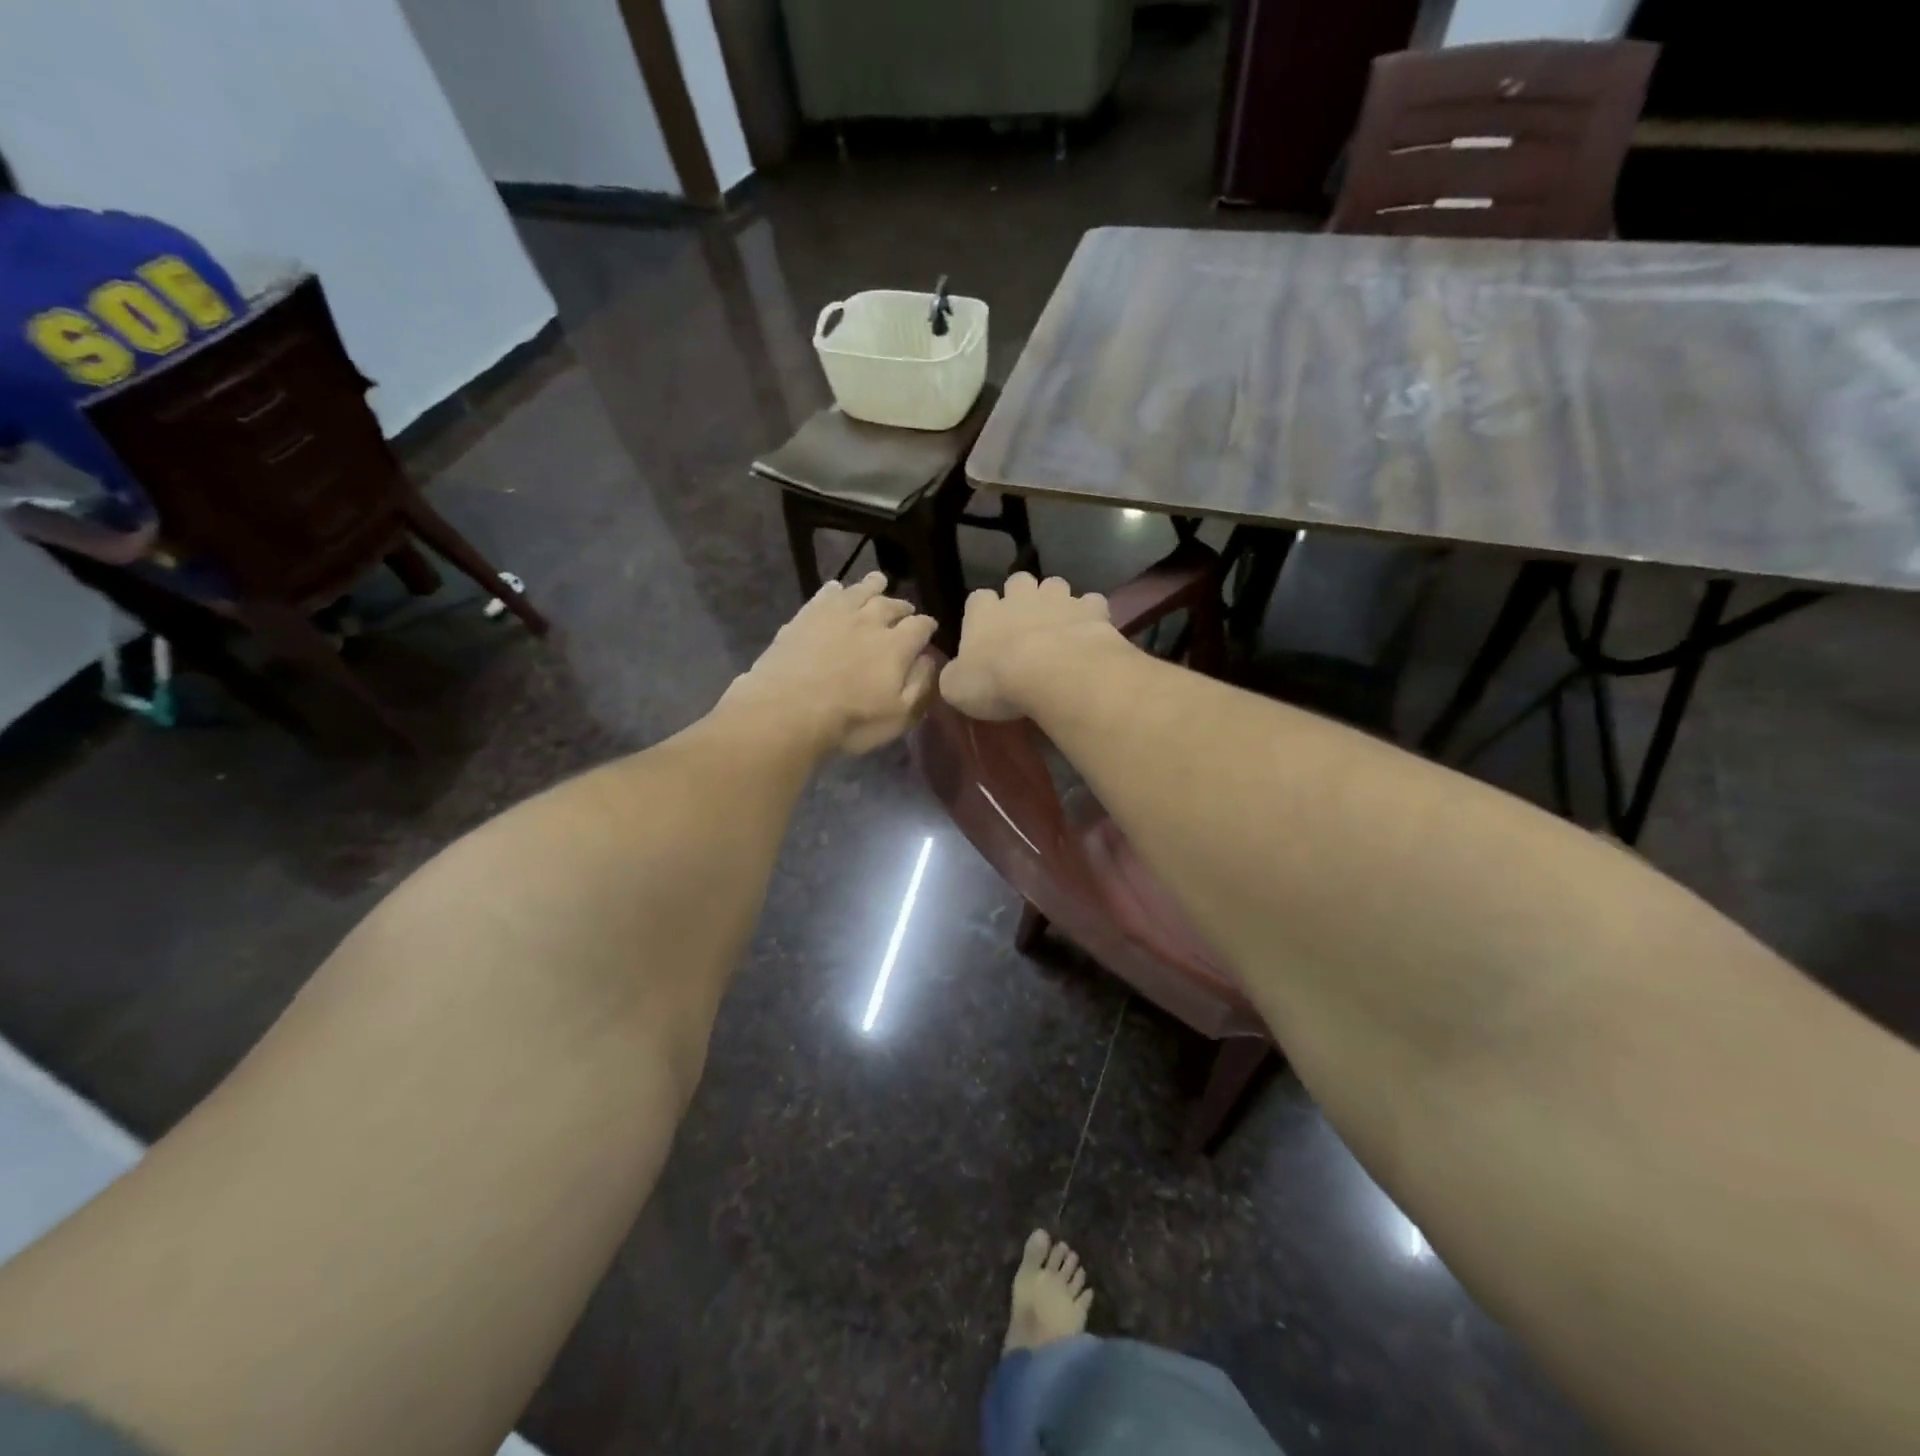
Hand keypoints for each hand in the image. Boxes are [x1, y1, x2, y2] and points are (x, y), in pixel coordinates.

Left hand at [723, 572, 938, 754]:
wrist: (788, 709)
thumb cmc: (851, 720)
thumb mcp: (899, 715)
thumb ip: (921, 685)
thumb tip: (930, 659)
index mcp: (897, 646)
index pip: (921, 626)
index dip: (928, 626)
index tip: (929, 629)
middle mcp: (870, 621)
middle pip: (892, 605)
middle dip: (902, 606)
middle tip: (905, 610)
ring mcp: (836, 614)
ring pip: (860, 591)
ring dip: (873, 586)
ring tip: (879, 582)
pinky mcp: (806, 615)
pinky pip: (826, 594)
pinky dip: (836, 589)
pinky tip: (836, 589)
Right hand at [940, 573, 1124, 721]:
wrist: (1052, 673)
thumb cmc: (996, 681)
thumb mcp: (957, 689)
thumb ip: (954, 676)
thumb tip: (955, 674)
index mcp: (983, 613)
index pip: (977, 599)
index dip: (982, 612)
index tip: (986, 629)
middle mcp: (1020, 597)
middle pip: (1018, 581)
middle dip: (1021, 596)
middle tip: (1025, 623)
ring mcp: (1058, 599)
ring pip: (1055, 585)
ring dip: (1056, 601)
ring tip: (1059, 625)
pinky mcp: (1091, 610)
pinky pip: (1092, 603)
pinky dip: (1091, 615)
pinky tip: (1091, 632)